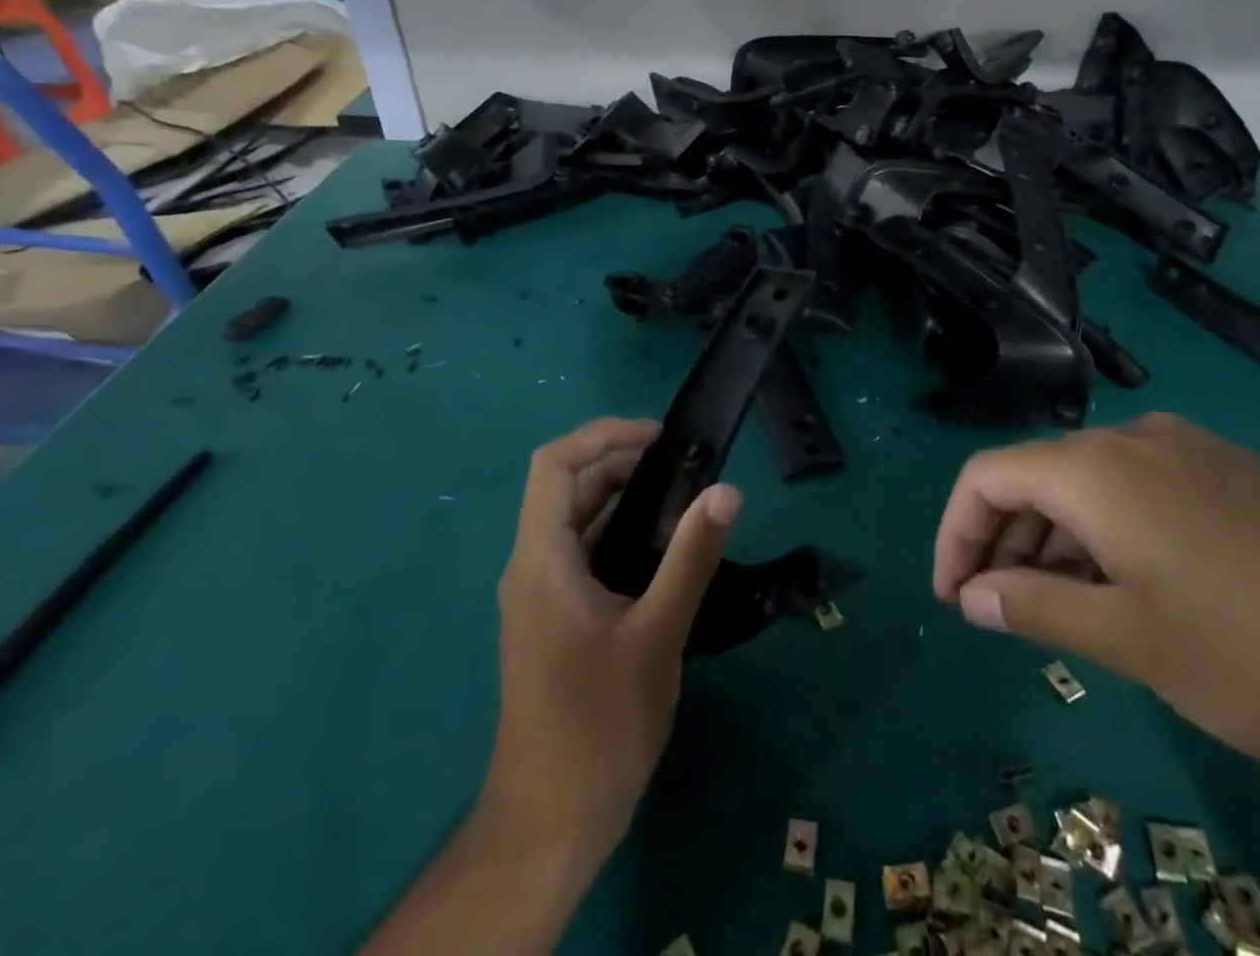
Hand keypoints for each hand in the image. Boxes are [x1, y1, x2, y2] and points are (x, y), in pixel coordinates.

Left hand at [481, 417, 741, 875]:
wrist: (550, 824)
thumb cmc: (598, 724)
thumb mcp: (656, 635)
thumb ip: (691, 558)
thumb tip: (726, 490)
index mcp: (542, 560)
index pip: (554, 465)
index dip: (603, 436)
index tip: (659, 438)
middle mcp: (532, 567)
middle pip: (567, 488)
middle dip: (620, 463)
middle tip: (683, 465)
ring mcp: (541, 596)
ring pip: (576, 521)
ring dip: (622, 498)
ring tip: (682, 496)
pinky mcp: (555, 620)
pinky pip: (583, 554)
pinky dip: (619, 534)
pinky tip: (664, 549)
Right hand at [933, 412, 1259, 781]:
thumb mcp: (1134, 639)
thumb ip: (1039, 608)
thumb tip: (975, 595)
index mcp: (1094, 467)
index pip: (986, 476)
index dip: (956, 533)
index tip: (955, 599)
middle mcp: (1133, 441)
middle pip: (1035, 476)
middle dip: (1005, 541)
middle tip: (1004, 615)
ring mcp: (1189, 453)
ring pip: (1088, 486)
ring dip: (1057, 542)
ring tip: (1067, 613)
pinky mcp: (1233, 477)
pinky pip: (1138, 493)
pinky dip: (1108, 536)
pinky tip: (1135, 591)